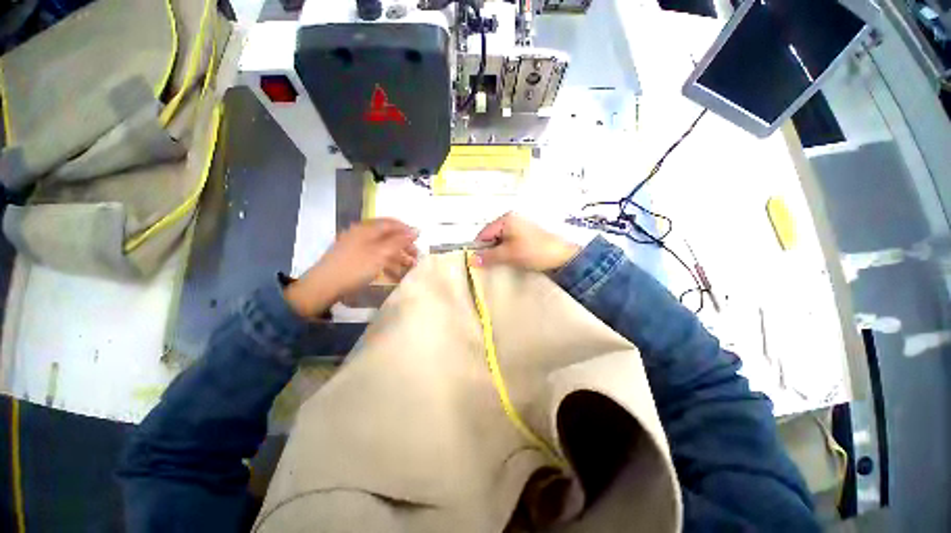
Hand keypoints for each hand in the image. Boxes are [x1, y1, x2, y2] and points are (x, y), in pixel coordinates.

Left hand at [284, 218, 417, 316]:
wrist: (324, 286)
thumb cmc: (355, 267)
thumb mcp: (381, 253)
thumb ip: (399, 241)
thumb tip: (415, 231)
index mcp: (367, 229)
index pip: (391, 223)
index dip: (406, 229)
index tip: (420, 240)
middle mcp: (362, 235)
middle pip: (388, 236)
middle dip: (404, 246)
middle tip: (416, 256)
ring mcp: (357, 248)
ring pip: (383, 248)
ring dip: (398, 257)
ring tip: (409, 268)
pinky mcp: (354, 260)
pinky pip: (375, 258)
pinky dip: (387, 264)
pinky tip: (395, 275)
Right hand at [472, 212, 579, 271]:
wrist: (566, 256)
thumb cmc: (535, 251)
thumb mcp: (509, 254)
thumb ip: (489, 256)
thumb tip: (471, 260)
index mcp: (507, 219)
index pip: (484, 233)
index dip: (479, 248)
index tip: (476, 263)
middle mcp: (513, 219)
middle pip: (492, 236)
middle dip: (489, 251)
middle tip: (489, 266)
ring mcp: (522, 227)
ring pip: (502, 241)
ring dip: (499, 253)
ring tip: (501, 265)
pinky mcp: (528, 236)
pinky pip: (511, 243)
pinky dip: (508, 252)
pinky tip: (511, 261)